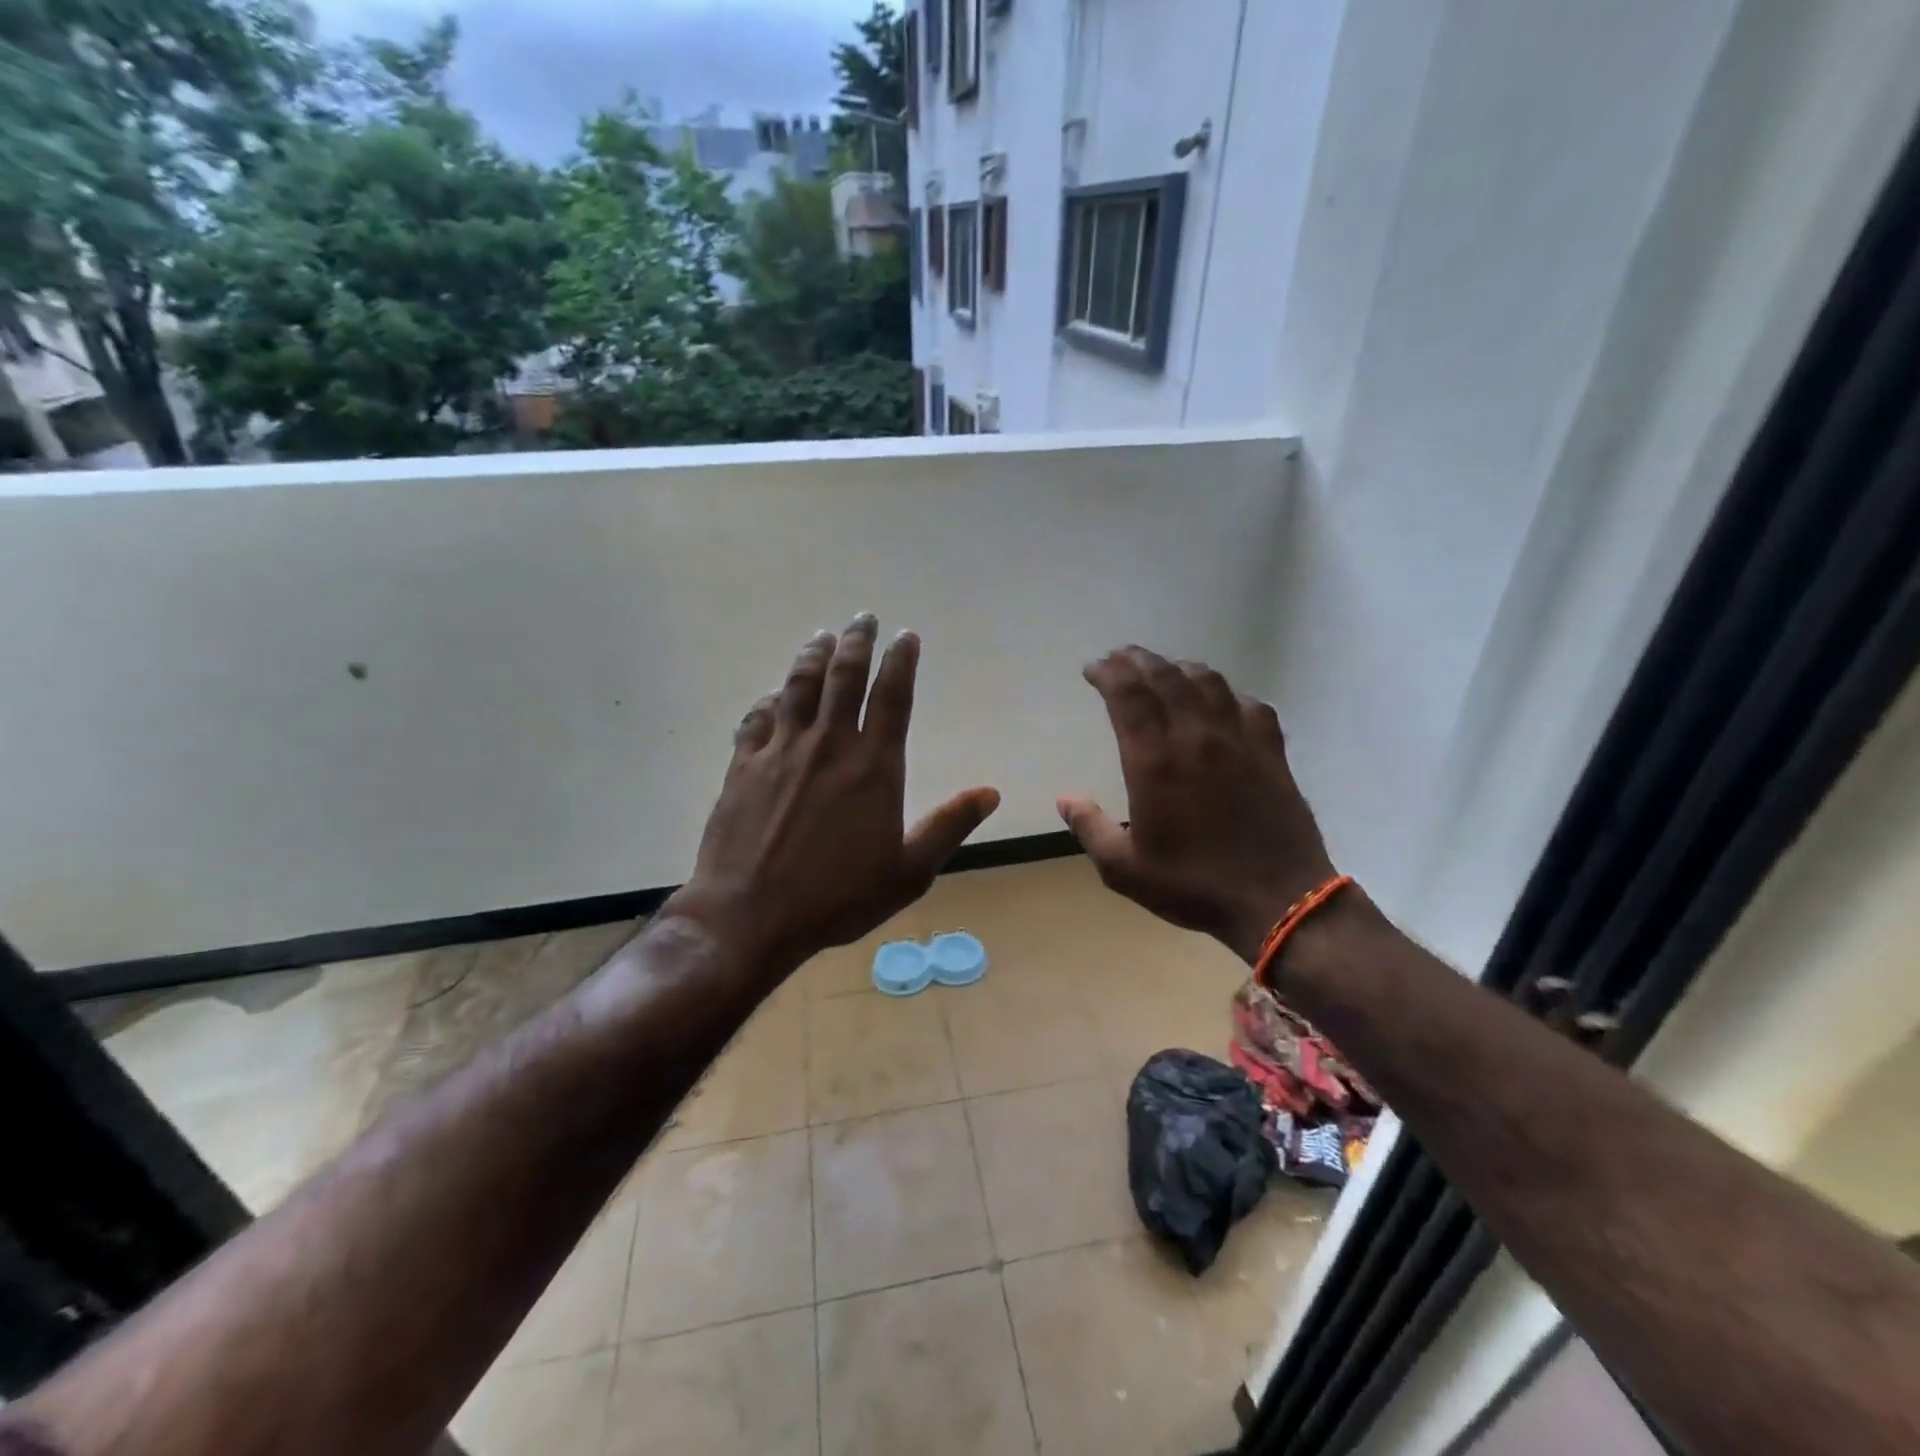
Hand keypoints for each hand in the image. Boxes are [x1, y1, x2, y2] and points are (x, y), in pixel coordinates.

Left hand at [665, 614, 1000, 979]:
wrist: (751, 916)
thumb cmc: (837, 898)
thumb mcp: (908, 871)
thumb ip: (948, 826)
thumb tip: (990, 792)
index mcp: (872, 766)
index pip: (891, 696)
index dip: (901, 661)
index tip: (906, 635)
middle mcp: (827, 745)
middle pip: (843, 677)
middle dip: (857, 641)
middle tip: (863, 617)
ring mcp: (780, 751)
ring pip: (798, 687)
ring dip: (812, 656)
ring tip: (822, 636)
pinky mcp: (743, 766)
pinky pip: (756, 720)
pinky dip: (768, 701)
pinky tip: (772, 695)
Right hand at [1059, 646, 1336, 964]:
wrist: (1278, 900)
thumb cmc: (1193, 885)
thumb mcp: (1124, 869)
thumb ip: (1090, 828)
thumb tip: (1065, 798)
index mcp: (1155, 761)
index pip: (1128, 695)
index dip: (1108, 673)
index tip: (1094, 668)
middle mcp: (1195, 737)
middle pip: (1165, 677)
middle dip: (1137, 660)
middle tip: (1120, 658)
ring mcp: (1238, 740)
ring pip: (1208, 681)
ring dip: (1179, 668)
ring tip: (1164, 670)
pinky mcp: (1270, 751)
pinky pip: (1249, 704)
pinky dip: (1227, 693)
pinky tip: (1220, 701)